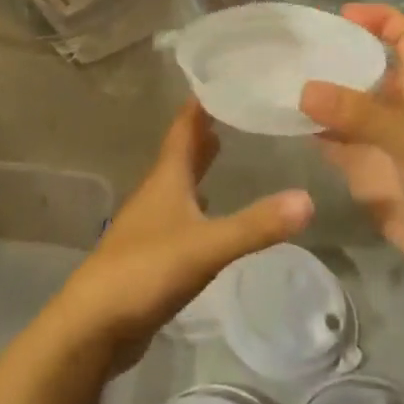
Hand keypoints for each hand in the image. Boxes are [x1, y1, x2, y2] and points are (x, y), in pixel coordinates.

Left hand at [51, 100, 312, 373]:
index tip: (219, 78)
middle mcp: (156, 194)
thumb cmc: (146, 271)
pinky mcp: (151, 254)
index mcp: (166, 180)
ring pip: (179, 184)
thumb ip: (256, 225)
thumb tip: (308, 199)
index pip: (183, 130)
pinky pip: (179, 215)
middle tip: (231, 110)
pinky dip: (197, 203)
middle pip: (180, 154)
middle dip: (203, 132)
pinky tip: (209, 211)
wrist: (95, 324)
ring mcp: (150, 225)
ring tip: (223, 149)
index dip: (199, 105)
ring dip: (198, 166)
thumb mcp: (207, 246)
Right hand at [300, 5, 403, 289]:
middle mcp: (398, 109)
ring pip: (343, 106)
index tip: (342, 14)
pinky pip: (331, 142)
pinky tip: (280, 122)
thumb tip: (304, 89)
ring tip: (275, 77)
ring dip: (316, 93)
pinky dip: (308, 131)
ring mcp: (378, 142)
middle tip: (290, 47)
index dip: (382, 19)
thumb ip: (361, 114)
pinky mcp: (363, 171)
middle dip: (335, 54)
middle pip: (367, 68)